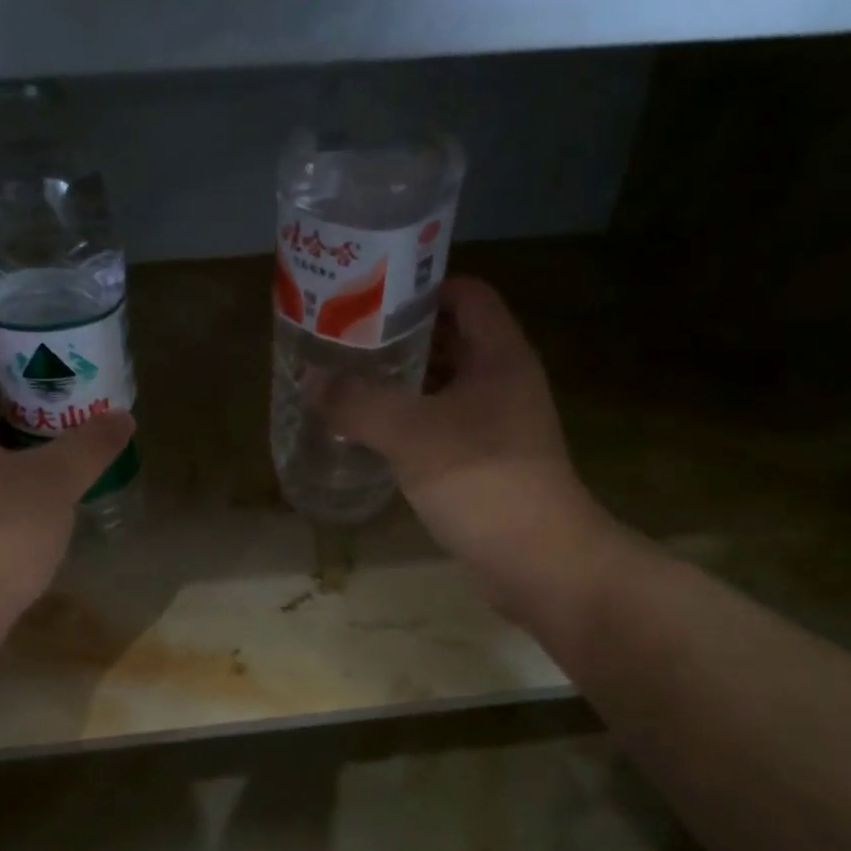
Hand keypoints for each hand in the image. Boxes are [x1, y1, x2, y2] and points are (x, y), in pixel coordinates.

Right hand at [317, 276, 612, 608]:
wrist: (540, 563)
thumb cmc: (484, 482)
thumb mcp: (413, 435)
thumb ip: (359, 402)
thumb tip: (311, 378)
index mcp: (499, 356)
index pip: (464, 294)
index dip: (419, 287)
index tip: (367, 296)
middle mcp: (502, 381)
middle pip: (449, 339)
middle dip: (398, 336)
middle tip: (343, 340)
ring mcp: (495, 425)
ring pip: (442, 386)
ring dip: (399, 382)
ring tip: (346, 381)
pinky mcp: (483, 462)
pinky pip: (439, 426)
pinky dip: (407, 422)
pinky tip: (370, 433)